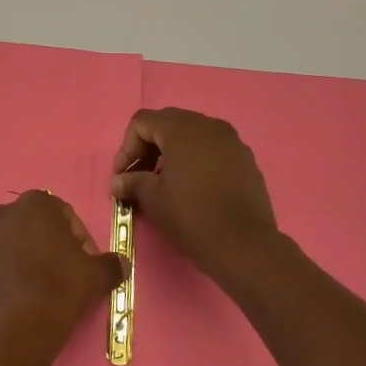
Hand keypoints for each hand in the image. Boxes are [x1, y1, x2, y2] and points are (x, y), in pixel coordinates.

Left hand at [0, 192, 125, 365]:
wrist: (18, 329)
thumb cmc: (60, 291)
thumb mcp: (97, 276)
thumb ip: (111, 263)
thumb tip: (120, 263)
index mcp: (36, 204)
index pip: (62, 214)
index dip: (76, 238)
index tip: (83, 262)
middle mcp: (2, 212)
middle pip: (28, 224)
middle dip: (41, 243)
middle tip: (56, 273)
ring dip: (11, 254)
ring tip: (26, 285)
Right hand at [111, 108, 283, 285]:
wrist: (243, 244)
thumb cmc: (191, 216)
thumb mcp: (153, 199)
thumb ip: (133, 182)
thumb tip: (119, 182)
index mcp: (182, 130)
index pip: (143, 122)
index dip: (126, 147)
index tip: (122, 175)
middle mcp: (209, 126)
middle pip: (168, 122)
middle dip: (149, 145)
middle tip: (139, 174)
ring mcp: (232, 141)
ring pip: (193, 134)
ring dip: (173, 151)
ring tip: (165, 181)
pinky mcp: (246, 159)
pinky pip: (213, 148)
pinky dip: (197, 159)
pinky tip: (193, 186)